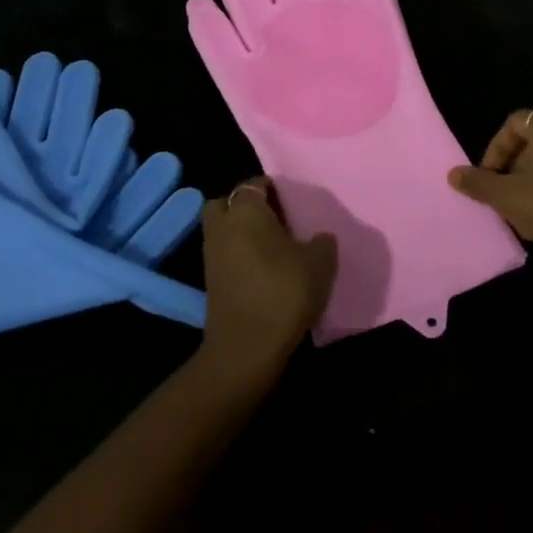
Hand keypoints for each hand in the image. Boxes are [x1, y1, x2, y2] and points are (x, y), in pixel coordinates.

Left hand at [196, 179, 337, 382]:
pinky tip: (265, 270)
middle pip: (229, 203)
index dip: (274, 189)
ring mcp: (211, 254)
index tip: (293, 202)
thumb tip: (318, 237)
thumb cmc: (284, 292)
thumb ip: (322, 242)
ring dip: (242, 233)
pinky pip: (225, 254)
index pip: (256, 184)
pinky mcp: (210, 281)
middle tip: (276, 219)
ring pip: (224, 229)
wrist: (247, 348)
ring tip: (274, 246)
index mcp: (246, 210)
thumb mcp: (320, 262)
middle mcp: (223, 225)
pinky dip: (239, 256)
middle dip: (248, 206)